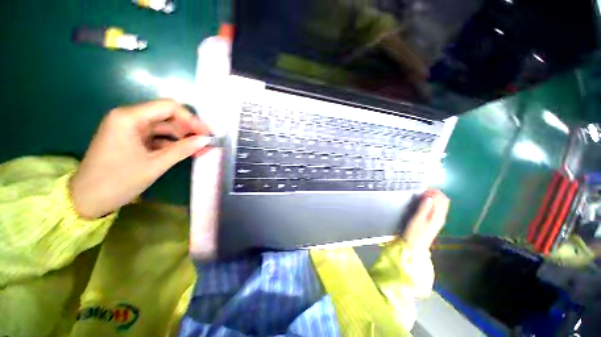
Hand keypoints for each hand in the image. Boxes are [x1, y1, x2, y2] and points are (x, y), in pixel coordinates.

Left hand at [70, 100, 211, 218]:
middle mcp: (128, 117)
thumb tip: (206, 140)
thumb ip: (183, 149)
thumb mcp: (155, 165)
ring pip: (164, 127)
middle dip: (189, 129)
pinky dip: (172, 143)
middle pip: (167, 116)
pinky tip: (185, 151)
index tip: (207, 134)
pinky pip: (156, 136)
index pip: (168, 107)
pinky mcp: (130, 139)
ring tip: (200, 149)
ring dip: (182, 137)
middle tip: (207, 143)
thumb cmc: (118, 181)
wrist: (87, 200)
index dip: (191, 119)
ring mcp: (129, 128)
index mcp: (129, 117)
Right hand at [402, 189, 449, 249]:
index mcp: (438, 216)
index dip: (434, 192)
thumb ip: (424, 208)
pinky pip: (437, 208)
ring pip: (441, 204)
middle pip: (443, 201)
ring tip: (422, 195)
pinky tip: (424, 203)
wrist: (414, 246)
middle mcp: (441, 216)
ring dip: (434, 197)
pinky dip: (433, 203)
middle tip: (422, 191)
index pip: (441, 199)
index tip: (423, 188)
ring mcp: (438, 219)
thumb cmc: (414, 233)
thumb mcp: (417, 219)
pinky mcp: (434, 221)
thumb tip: (429, 197)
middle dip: (435, 193)